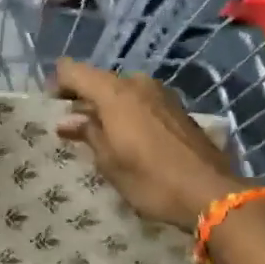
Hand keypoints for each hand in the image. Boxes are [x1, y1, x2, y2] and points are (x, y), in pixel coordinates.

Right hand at [53, 59, 248, 229]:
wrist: (212, 193)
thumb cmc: (151, 179)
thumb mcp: (110, 163)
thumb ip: (87, 134)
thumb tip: (67, 121)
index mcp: (114, 92)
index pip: (72, 70)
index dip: (58, 84)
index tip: (53, 108)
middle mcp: (137, 83)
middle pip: (99, 80)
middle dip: (84, 98)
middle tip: (74, 126)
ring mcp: (161, 93)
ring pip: (123, 90)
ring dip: (109, 106)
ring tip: (103, 135)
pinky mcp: (178, 107)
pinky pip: (142, 100)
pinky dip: (130, 112)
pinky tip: (131, 138)